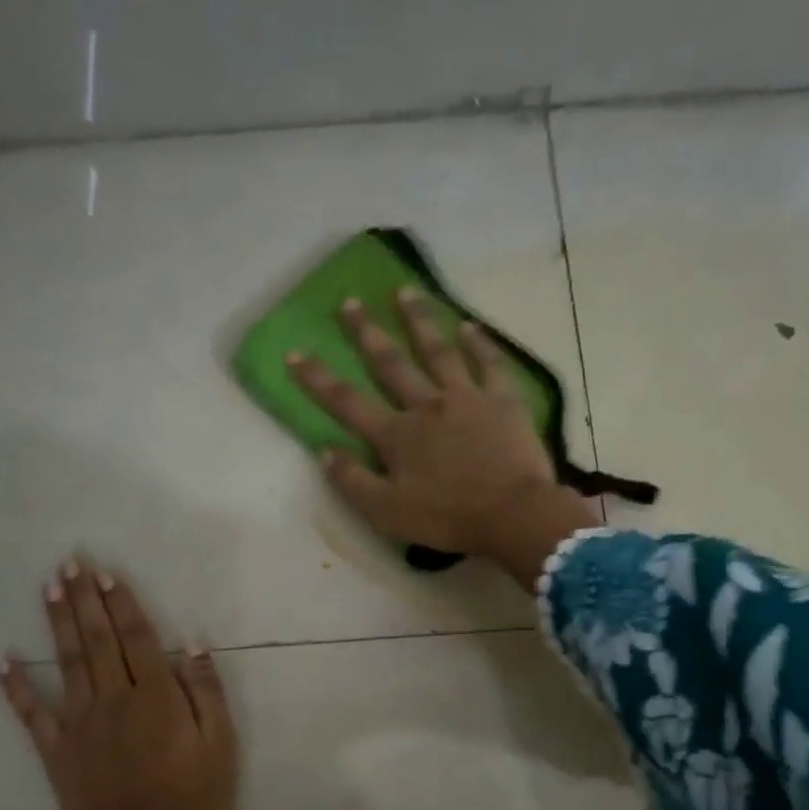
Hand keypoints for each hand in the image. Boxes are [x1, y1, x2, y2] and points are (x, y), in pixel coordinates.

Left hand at [0, 557, 237, 809]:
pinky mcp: (57, 752)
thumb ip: (207, 694)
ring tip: (48, 588)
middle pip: (97, 640)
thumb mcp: (220, 748)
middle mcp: (114, 700)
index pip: (137, 638)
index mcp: (156, 697)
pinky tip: (3, 661)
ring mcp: (80, 725)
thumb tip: (193, 647)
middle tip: (70, 563)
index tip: (106, 574)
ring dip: (57, 623)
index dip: (122, 604)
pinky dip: (16, 688)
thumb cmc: (192, 803)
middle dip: (84, 599)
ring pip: (67, 663)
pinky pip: (32, 715)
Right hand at [289, 288, 598, 584]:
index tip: (295, 353)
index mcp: (396, 436)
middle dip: (366, 332)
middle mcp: (426, 406)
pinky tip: (469, 325)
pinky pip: (489, 363)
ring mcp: (466, 398)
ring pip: (437, 351)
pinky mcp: (503, 400)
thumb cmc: (447, 518)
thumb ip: (353, 481)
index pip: (348, 403)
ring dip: (419, 320)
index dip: (318, 379)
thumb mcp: (387, 512)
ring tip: (405, 291)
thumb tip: (324, 452)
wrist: (513, 514)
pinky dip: (479, 343)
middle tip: (350, 302)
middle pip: (391, 363)